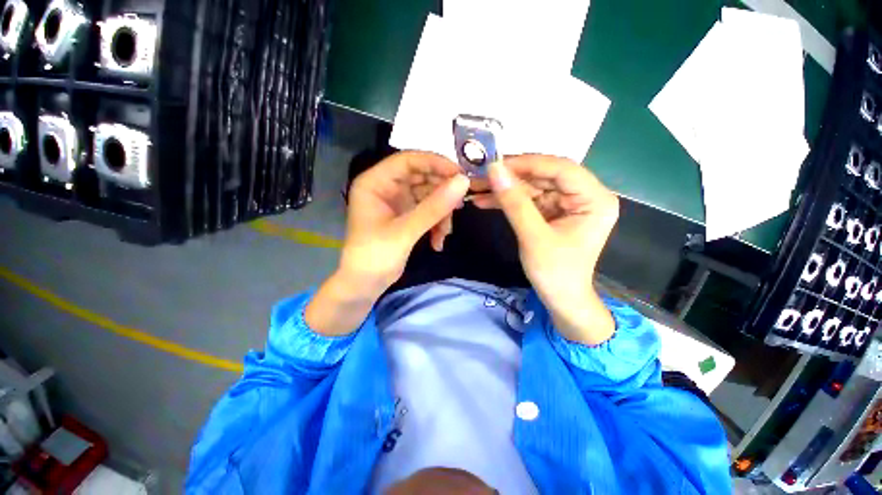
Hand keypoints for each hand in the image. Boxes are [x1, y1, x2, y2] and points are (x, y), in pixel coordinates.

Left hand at [305, 151, 469, 335]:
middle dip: (442, 194)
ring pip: (429, 196)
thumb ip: (434, 207)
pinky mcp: (407, 216)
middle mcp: (387, 187)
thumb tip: (463, 182)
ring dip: (441, 214)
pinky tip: (438, 241)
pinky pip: (429, 211)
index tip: (460, 175)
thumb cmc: (375, 256)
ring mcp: (398, 202)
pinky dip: (437, 224)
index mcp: (375, 182)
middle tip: (459, 206)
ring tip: (445, 233)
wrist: (365, 285)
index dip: (435, 163)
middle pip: (422, 177)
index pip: (408, 160)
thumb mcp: (405, 230)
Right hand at [474, 155, 618, 344]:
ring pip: (532, 187)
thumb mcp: (533, 237)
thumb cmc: (555, 273)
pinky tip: (485, 200)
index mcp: (594, 199)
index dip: (527, 163)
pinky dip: (507, 201)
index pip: (561, 169)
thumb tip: (494, 170)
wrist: (560, 299)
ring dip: (504, 188)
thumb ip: (514, 203)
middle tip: (481, 175)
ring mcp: (566, 203)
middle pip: (544, 175)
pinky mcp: (552, 212)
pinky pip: (528, 200)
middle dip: (511, 176)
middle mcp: (584, 195)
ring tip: (476, 188)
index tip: (495, 164)